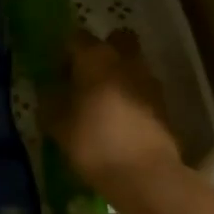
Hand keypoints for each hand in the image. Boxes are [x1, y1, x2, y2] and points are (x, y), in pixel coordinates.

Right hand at [43, 29, 184, 193]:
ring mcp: (149, 81)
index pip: (77, 38)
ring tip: (102, 103)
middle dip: (102, 52)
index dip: (65, 54)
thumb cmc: (94, 143)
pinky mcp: (164, 104)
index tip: (58, 75)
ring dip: (119, 75)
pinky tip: (120, 120)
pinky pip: (143, 89)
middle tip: (86, 77)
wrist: (145, 175)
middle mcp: (126, 61)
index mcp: (96, 58)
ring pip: (132, 64)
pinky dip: (132, 96)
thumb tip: (49, 90)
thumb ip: (50, 101)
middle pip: (116, 40)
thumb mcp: (57, 125)